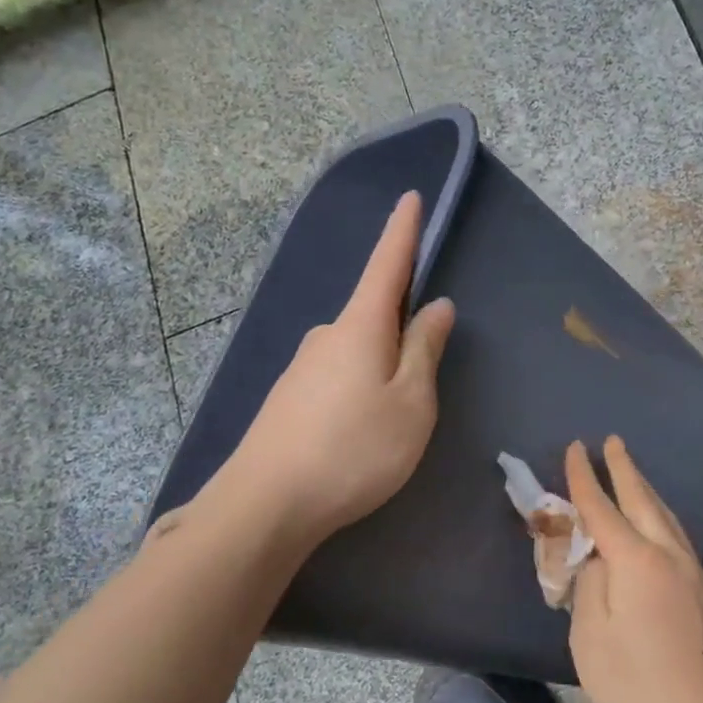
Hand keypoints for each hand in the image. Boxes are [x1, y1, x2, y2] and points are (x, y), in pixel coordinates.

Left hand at [220, 192, 455, 544]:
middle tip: (422, 373)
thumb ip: (425, 350)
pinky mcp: (288, 399)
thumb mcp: (411, 402)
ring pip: (355, 350)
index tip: (411, 198)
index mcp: (360, 326)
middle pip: (373, 314)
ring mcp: (301, 367)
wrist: (265, 505)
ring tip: (393, 416)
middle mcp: (326, 336)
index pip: (387, 264)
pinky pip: (336, 376)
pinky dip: (358, 388)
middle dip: (400, 326)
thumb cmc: (355, 449)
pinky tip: (359, 429)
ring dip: (379, 366)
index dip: (403, 232)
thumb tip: (436, 306)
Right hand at [566, 437, 702, 702]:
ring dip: (646, 491)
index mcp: (636, 561)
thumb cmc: (637, 688)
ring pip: (667, 517)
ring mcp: (695, 574)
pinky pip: (678, 540)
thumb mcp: (590, 638)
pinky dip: (660, 519)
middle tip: (612, 441)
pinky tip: (656, 528)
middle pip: (644, 499)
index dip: (584, 477)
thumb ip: (588, 586)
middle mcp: (670, 556)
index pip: (602, 507)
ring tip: (633, 474)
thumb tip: (596, 559)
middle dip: (624, 468)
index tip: (575, 447)